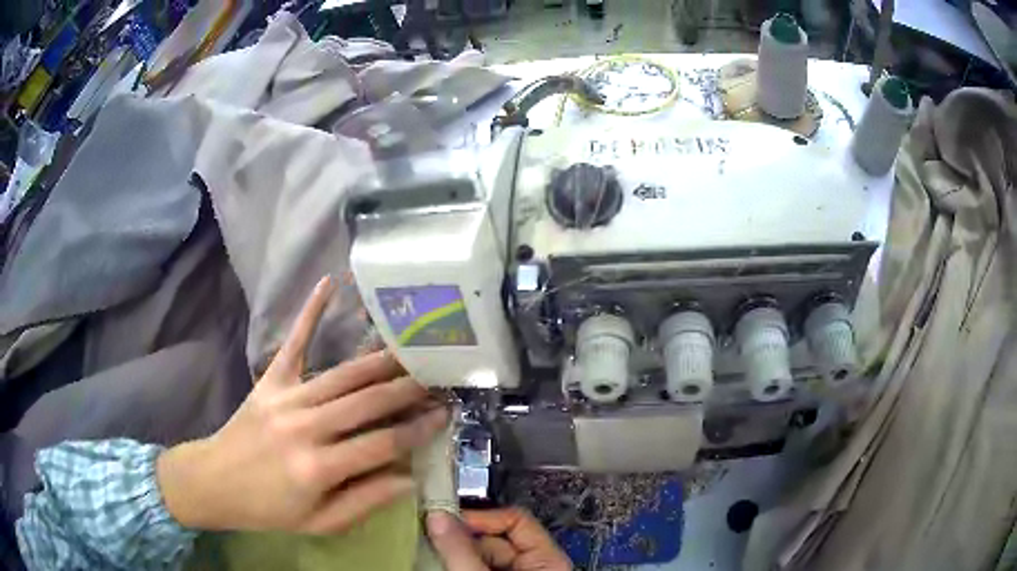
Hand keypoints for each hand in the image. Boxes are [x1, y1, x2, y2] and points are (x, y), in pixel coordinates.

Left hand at [156, 276, 447, 532]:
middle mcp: (306, 428)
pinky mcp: (270, 382)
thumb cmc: (270, 509)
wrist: (215, 483)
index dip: (418, 429)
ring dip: (382, 360)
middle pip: (368, 402)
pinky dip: (311, 311)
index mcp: (319, 468)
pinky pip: (295, 343)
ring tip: (413, 349)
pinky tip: (330, 282)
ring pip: (344, 374)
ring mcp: (286, 398)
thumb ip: (365, 501)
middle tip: (440, 375)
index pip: (383, 444)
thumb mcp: (321, 522)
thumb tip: (408, 477)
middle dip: (409, 388)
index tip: (444, 414)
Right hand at [427, 509, 571, 570]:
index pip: (516, 519)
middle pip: (492, 537)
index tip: (447, 519)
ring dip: (454, 549)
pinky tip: (434, 560)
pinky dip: (456, 563)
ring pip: (480, 553)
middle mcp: (533, 565)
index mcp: (547, 559)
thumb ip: (462, 550)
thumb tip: (436, 515)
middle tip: (427, 533)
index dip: (482, 516)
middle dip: (460, 536)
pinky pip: (474, 566)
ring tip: (427, 546)